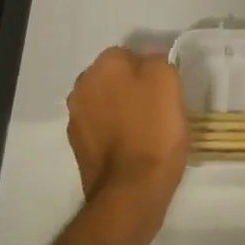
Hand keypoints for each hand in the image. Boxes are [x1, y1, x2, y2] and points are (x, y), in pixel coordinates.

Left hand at [66, 48, 188, 215]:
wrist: (131, 191)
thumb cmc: (153, 128)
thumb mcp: (167, 80)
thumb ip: (155, 61)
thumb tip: (147, 64)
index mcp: (101, 66)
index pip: (128, 54)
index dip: (149, 69)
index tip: (165, 87)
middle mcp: (81, 88)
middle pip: (113, 79)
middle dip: (131, 87)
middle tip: (157, 105)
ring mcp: (76, 121)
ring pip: (106, 104)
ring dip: (122, 111)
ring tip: (147, 129)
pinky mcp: (78, 150)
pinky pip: (102, 130)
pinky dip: (115, 134)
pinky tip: (134, 147)